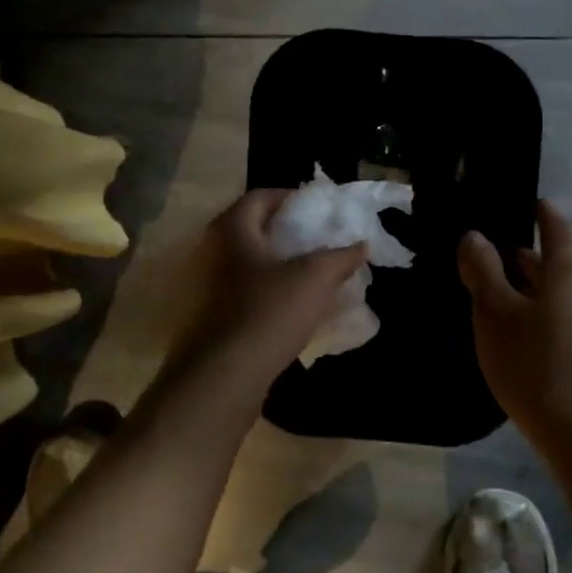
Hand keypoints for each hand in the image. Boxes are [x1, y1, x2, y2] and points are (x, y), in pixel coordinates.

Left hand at [170, 189, 367, 400]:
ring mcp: (210, 287)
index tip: (315, 207)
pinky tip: (295, 304)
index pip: (259, 197)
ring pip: (249, 262)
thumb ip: (340, 257)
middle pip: (252, 229)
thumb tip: (361, 245)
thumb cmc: (269, 311)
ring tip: (312, 270)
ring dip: (279, 262)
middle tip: (316, 236)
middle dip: (286, 230)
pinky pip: (246, 291)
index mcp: (234, 230)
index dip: (288, 196)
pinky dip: (270, 289)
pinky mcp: (215, 316)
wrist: (227, 375)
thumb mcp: (315, 278)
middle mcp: (215, 252)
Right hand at [458, 200, 571, 451]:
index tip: (534, 204)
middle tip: (505, 258)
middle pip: (565, 266)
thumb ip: (483, 272)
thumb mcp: (495, 315)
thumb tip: (474, 235)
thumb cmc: (538, 366)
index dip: (544, 215)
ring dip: (544, 294)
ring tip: (514, 303)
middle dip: (536, 260)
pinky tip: (537, 344)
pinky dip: (555, 321)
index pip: (558, 230)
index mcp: (570, 274)